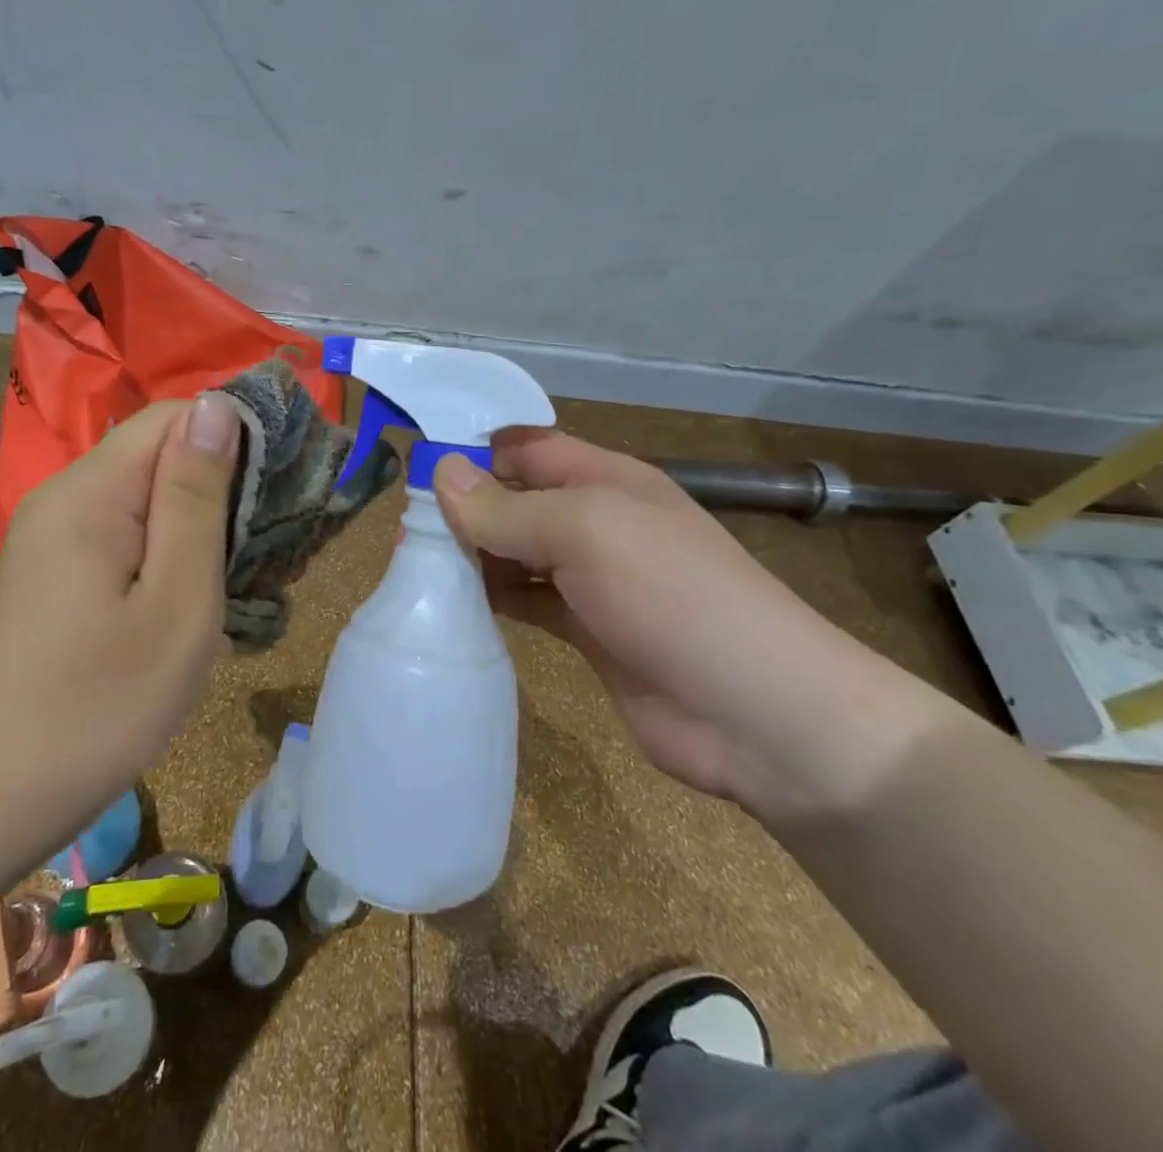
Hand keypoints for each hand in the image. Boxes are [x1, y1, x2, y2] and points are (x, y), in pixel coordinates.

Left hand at [0, 395, 240, 858]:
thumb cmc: (98, 706)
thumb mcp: (176, 602)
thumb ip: (196, 498)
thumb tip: (217, 406)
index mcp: (92, 491)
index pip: (176, 416)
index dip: (236, 434)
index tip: (287, 483)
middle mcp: (65, 496)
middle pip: (160, 454)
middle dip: (224, 486)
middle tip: (274, 549)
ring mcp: (53, 535)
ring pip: (145, 496)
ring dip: (200, 525)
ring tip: (246, 579)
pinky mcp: (53, 570)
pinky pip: (123, 533)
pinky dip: (169, 552)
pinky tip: (194, 600)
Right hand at [434, 429, 950, 822]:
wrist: (759, 715)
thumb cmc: (673, 597)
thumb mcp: (587, 534)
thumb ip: (509, 508)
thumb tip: (442, 473)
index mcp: (605, 480)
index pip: (528, 447)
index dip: (476, 448)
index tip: (416, 464)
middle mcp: (597, 521)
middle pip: (517, 499)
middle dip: (466, 505)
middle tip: (404, 525)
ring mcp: (594, 579)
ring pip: (517, 552)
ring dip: (474, 555)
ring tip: (416, 565)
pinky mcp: (587, 631)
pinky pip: (527, 601)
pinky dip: (494, 599)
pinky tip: (454, 606)